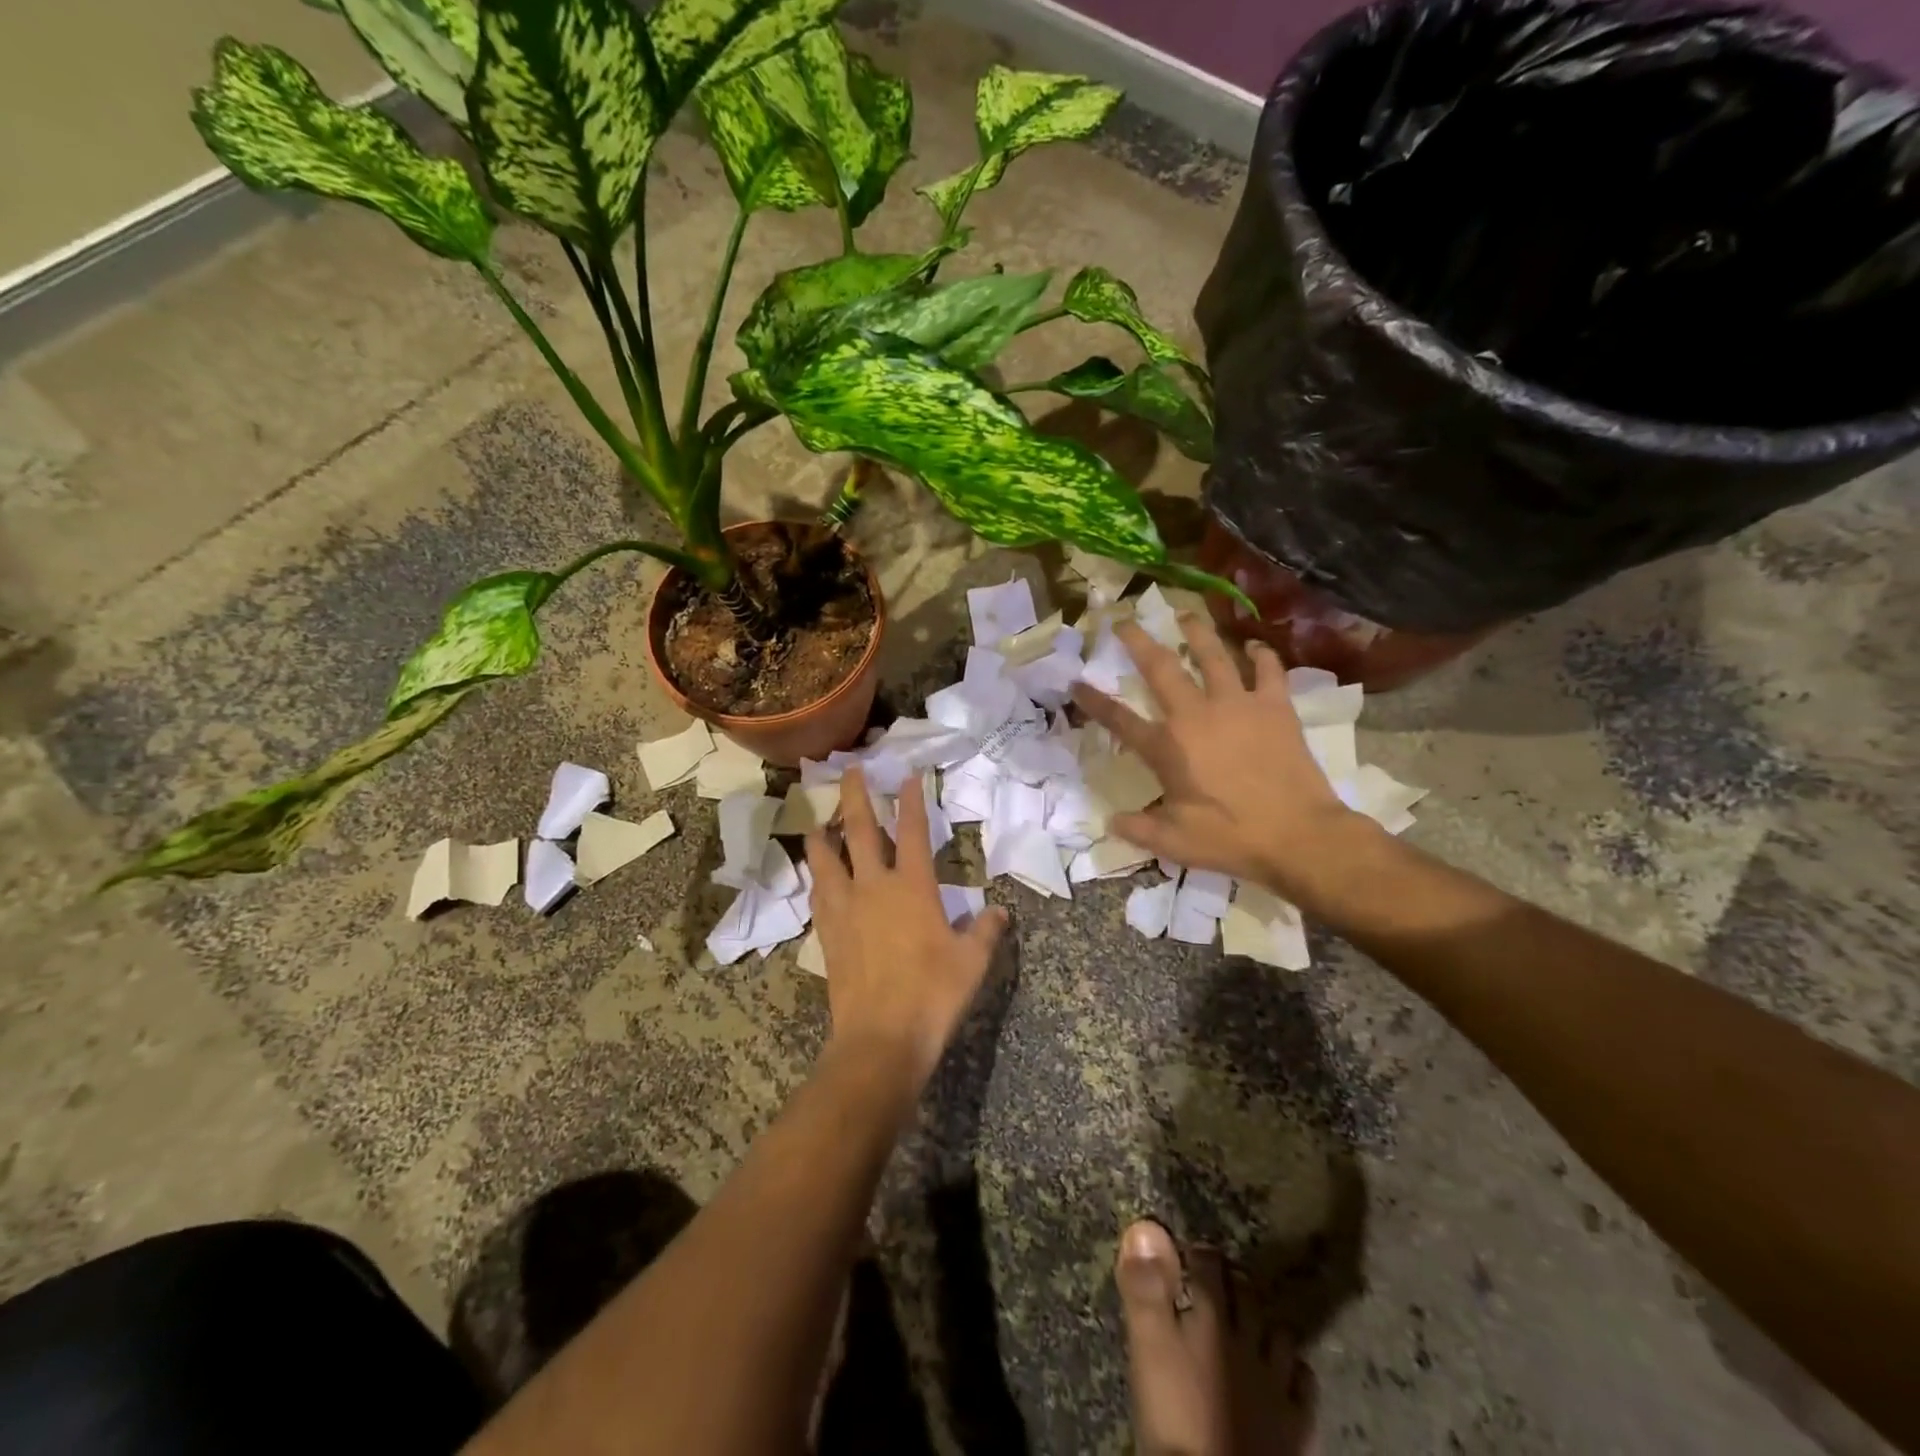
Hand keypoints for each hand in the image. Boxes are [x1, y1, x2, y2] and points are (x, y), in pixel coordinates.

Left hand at [806, 767, 1008, 1091]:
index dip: (912, 800)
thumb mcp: (972, 962)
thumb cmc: (933, 995)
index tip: (908, 775)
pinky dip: (817, 878)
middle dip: (855, 796)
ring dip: (823, 836)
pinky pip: (818, 895)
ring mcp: (846, 909)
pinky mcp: (828, 934)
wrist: (881, 1039)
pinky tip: (816, 876)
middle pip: (862, 831)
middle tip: (849, 769)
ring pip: (827, 860)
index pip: (914, 832)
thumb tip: (999, 911)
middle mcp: (874, 887)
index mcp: (913, 888)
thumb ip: (986, 931)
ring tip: (817, 823)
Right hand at [1071, 616, 1365, 897]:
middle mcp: (1196, 715)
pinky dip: (1261, 656)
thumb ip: (1139, 829)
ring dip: (1196, 633)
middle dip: (1138, 641)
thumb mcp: (1174, 843)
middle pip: (1160, 668)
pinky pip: (1267, 671)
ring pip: (1213, 655)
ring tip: (1184, 615)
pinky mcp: (1275, 707)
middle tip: (1125, 621)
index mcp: (1167, 748)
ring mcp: (1237, 705)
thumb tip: (1112, 822)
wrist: (1299, 834)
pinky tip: (1254, 647)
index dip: (1093, 701)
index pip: (1119, 719)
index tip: (1076, 682)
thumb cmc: (1232, 838)